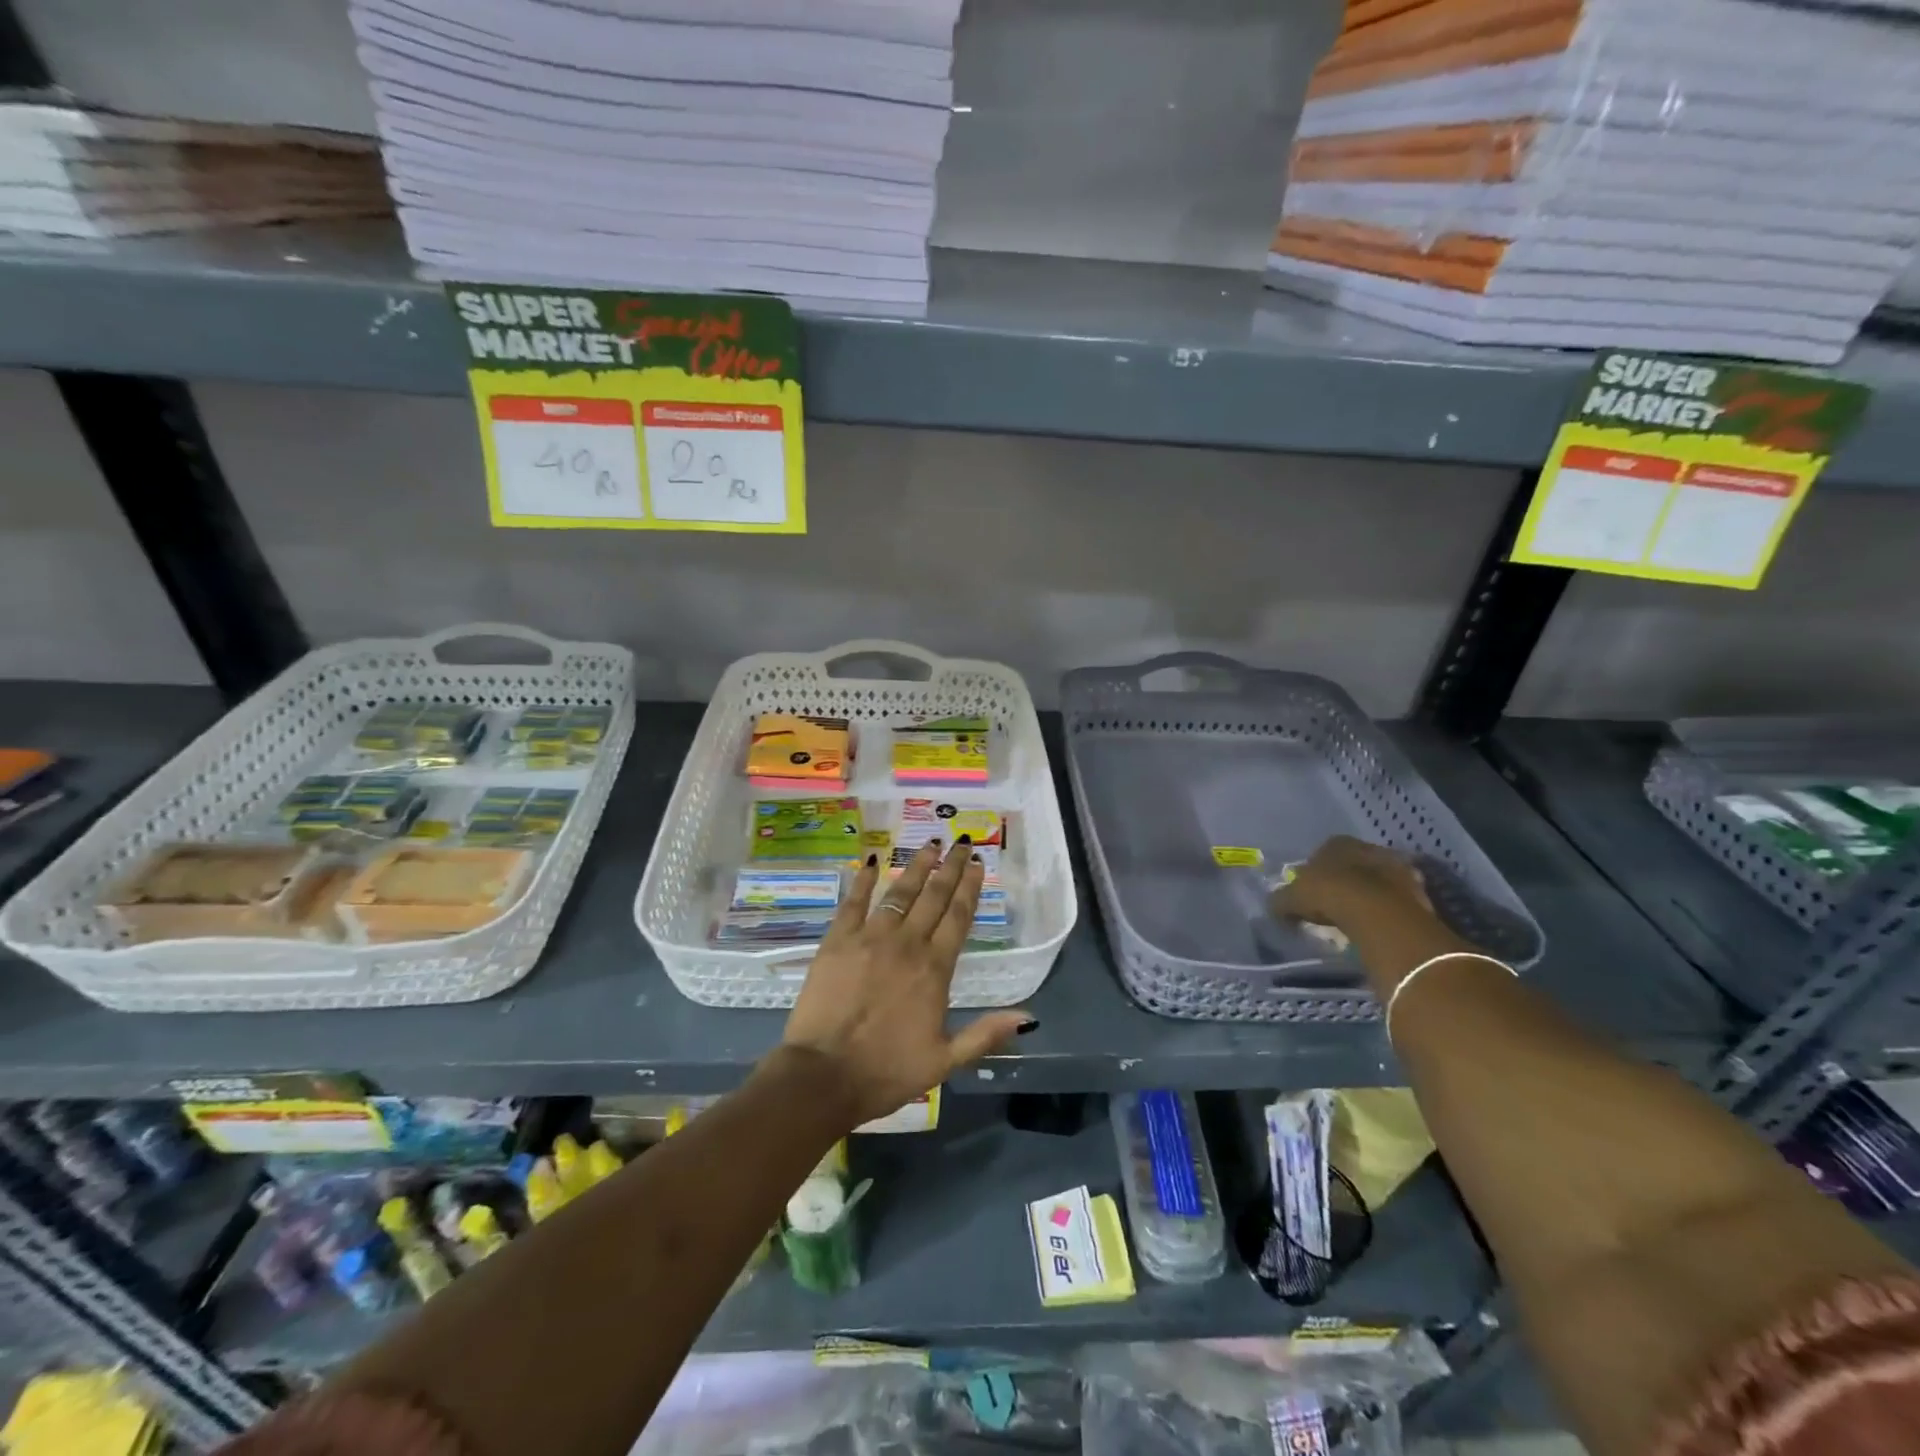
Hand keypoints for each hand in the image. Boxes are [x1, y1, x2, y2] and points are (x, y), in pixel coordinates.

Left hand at [780, 839, 1033, 1127]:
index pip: (958, 918)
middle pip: (934, 897)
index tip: (978, 865)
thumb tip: (1028, 1018)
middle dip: (950, 867)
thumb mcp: (944, 1061)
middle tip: (961, 843)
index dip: (970, 888)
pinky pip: (854, 901)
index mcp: (934, 969)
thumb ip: (985, 1034)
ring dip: (916, 866)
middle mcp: (907, 944)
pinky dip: (864, 879)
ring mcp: (870, 938)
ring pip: (899, 892)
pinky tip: (872, 861)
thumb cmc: (887, 1072)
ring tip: (930, 845)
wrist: (824, 1075)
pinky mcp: (838, 940)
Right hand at [1272, 835, 1434, 936]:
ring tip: (1360, 916)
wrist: (1377, 911)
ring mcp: (1396, 866)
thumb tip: (1274, 908)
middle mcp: (1367, 847)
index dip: (1316, 872)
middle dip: (1346, 879)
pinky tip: (1381, 923)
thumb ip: (1281, 901)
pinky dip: (1390, 908)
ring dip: (1371, 893)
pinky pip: (1398, 897)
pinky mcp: (1418, 888)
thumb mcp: (1291, 899)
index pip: (1323, 852)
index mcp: (1336, 843)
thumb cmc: (1328, 895)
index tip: (1312, 892)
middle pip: (1354, 863)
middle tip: (1336, 903)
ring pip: (1378, 879)